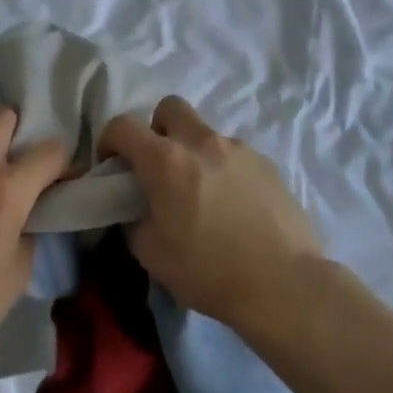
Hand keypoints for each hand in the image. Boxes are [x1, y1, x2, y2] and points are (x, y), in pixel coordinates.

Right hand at [99, 96, 322, 331]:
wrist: (283, 284)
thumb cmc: (209, 271)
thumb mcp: (152, 255)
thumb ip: (135, 221)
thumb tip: (137, 210)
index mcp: (166, 160)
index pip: (123, 125)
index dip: (109, 140)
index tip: (112, 165)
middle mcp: (201, 142)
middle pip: (170, 108)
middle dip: (157, 128)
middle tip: (159, 166)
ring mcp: (238, 149)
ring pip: (205, 133)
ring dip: (194, 153)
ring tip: (203, 195)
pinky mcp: (267, 163)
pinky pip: (234, 155)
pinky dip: (224, 170)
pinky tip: (234, 206)